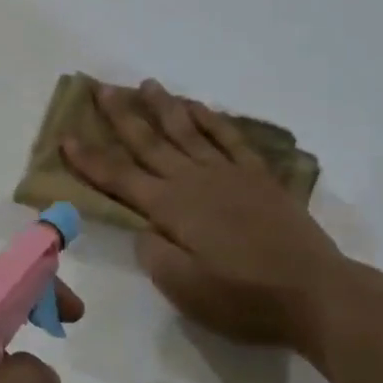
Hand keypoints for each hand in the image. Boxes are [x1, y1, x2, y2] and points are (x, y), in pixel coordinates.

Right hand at [63, 78, 346, 350]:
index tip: (66, 137)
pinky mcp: (257, 176)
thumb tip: (143, 228)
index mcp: (171, 208)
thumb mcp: (187, 290)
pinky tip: (199, 108)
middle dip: (121, 116)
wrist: (315, 293)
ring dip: (164, 106)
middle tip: (102, 88)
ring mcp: (228, 173)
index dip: (90, 159)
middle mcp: (193, 180)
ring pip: (187, 130)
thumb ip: (155, 255)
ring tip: (147, 84)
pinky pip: (229, 138)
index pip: (119, 178)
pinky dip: (211, 120)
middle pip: (149, 142)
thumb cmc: (245, 298)